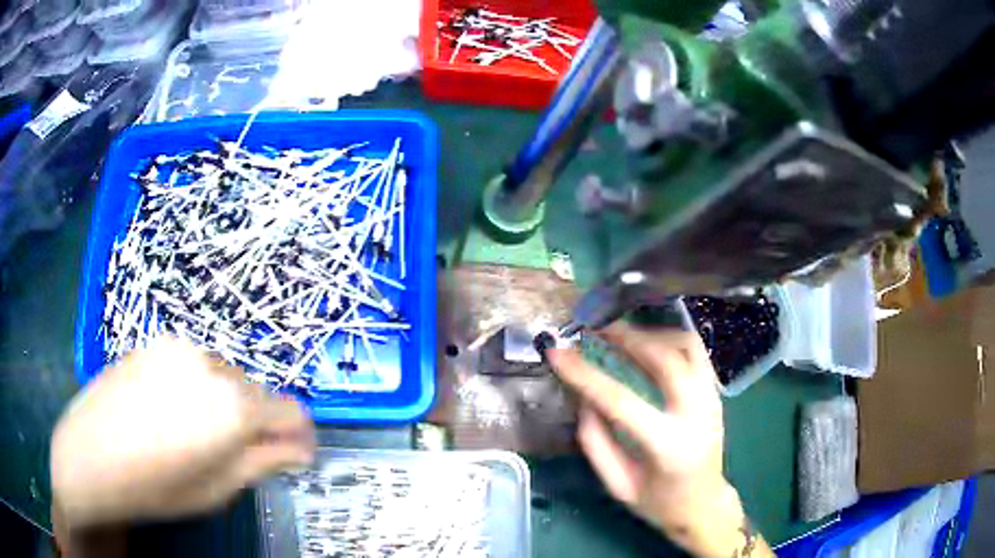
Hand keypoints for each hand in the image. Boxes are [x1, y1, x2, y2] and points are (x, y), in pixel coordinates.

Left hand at [51, 337, 314, 529]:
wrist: (91, 455)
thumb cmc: (158, 486)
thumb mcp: (218, 488)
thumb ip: (265, 462)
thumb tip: (302, 449)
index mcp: (234, 407)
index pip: (291, 410)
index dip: (298, 435)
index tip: (291, 454)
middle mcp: (213, 365)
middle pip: (257, 391)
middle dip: (257, 421)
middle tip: (234, 452)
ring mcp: (181, 348)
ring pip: (225, 375)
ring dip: (226, 401)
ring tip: (196, 431)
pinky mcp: (157, 342)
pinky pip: (195, 363)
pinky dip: (197, 385)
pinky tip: (170, 409)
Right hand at [547, 322, 770, 556]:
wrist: (704, 505)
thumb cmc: (658, 503)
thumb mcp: (618, 484)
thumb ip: (596, 441)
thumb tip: (583, 396)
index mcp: (668, 446)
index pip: (621, 401)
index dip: (584, 374)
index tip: (557, 353)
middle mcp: (696, 415)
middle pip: (666, 359)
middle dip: (627, 337)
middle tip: (596, 329)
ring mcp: (712, 400)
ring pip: (688, 346)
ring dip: (652, 333)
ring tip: (621, 334)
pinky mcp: (715, 393)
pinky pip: (695, 353)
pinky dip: (669, 340)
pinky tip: (648, 344)